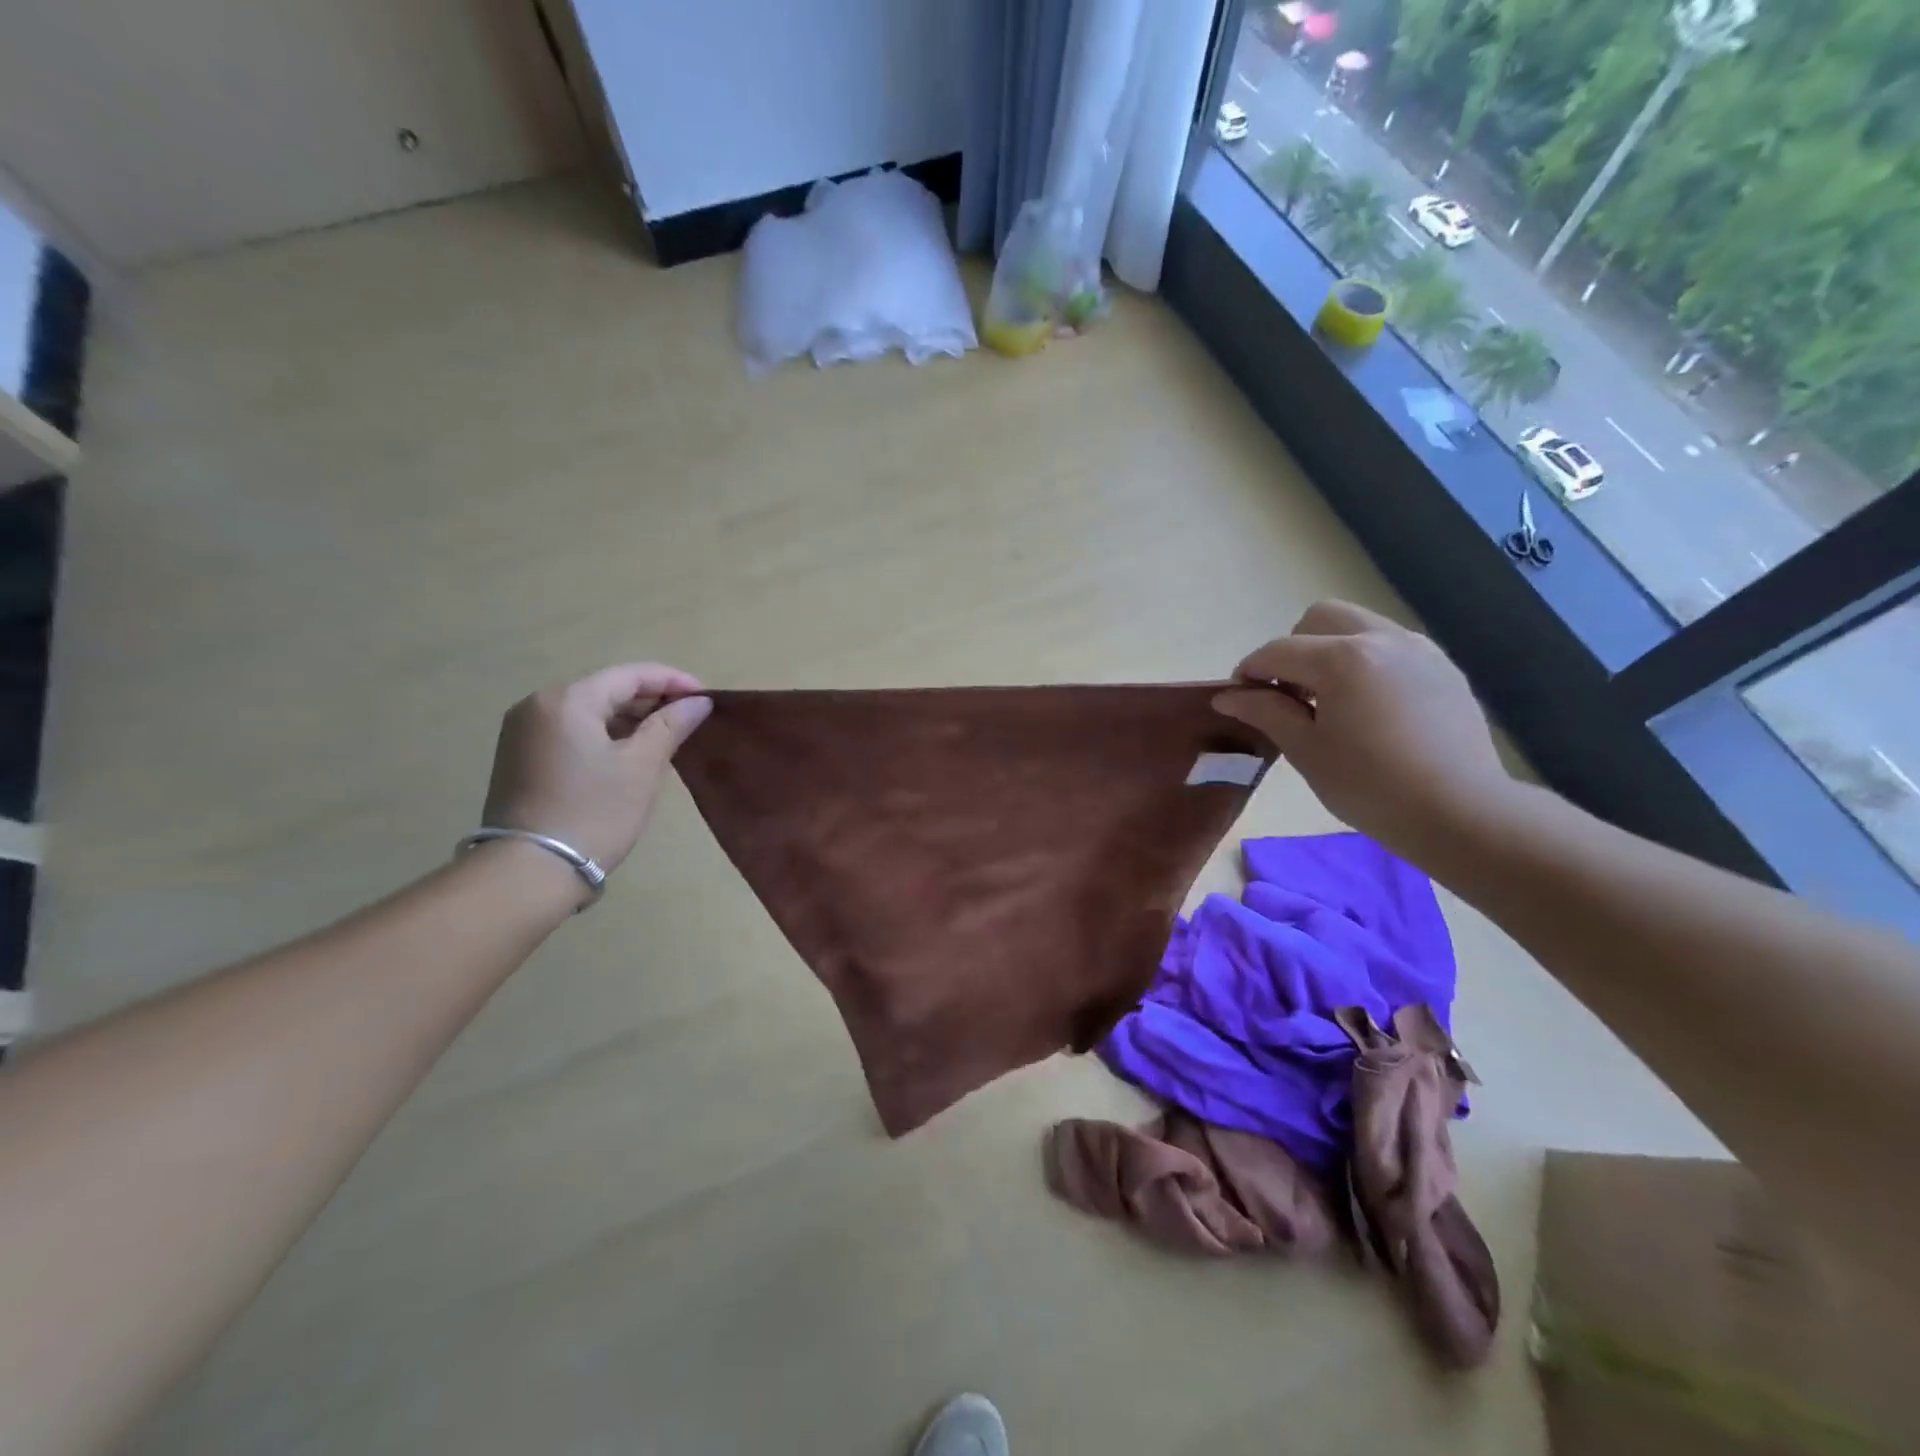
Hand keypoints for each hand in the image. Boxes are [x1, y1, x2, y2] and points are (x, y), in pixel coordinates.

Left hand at [481, 663, 710, 880]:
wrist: (530, 872)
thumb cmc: (594, 812)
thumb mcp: (642, 766)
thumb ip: (671, 725)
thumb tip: (699, 702)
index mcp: (568, 699)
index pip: (631, 675)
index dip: (673, 681)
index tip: (706, 698)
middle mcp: (538, 704)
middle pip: (607, 689)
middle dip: (651, 701)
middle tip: (690, 720)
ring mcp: (523, 731)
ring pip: (589, 711)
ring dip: (629, 719)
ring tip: (666, 738)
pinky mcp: (519, 757)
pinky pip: (572, 731)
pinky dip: (604, 735)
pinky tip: (630, 754)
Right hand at [1211, 600, 1513, 860]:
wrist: (1461, 813)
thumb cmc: (1370, 786)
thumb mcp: (1306, 751)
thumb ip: (1265, 712)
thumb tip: (1228, 696)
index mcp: (1342, 659)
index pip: (1278, 651)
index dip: (1250, 672)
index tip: (1240, 699)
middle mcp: (1381, 639)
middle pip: (1320, 618)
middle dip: (1294, 648)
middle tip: (1290, 693)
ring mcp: (1419, 650)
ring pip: (1359, 626)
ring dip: (1331, 650)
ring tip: (1330, 700)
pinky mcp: (1443, 668)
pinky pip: (1391, 646)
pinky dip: (1367, 662)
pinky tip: (1369, 707)